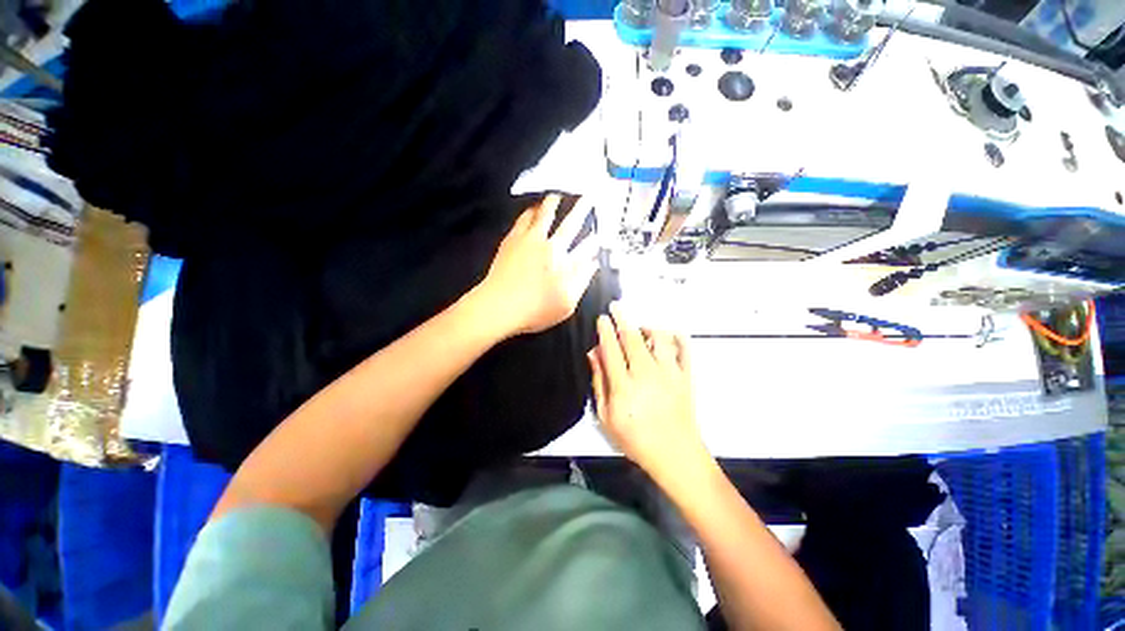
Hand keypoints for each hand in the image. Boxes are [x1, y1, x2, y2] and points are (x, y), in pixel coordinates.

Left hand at [479, 194, 597, 335]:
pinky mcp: (512, 240)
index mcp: (565, 263)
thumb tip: (593, 264)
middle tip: (588, 197)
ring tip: (558, 195)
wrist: (499, 306)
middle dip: (582, 210)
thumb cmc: (535, 310)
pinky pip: (524, 218)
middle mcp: (550, 246)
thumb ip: (582, 282)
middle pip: (570, 224)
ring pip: (545, 215)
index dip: (594, 238)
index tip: (599, 231)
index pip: (585, 247)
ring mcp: (530, 240)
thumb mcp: (566, 304)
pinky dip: (531, 210)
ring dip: (554, 204)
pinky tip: (533, 207)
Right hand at [587, 303, 706, 483]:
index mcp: (623, 385)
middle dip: (622, 318)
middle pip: (632, 337)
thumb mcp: (606, 416)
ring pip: (659, 338)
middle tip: (616, 307)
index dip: (605, 330)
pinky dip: (678, 336)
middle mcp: (646, 373)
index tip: (602, 318)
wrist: (674, 454)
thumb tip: (594, 355)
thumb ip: (599, 383)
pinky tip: (669, 334)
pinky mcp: (685, 376)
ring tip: (641, 327)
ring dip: (648, 326)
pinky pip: (684, 349)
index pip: (611, 349)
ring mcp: (669, 373)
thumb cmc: (635, 439)